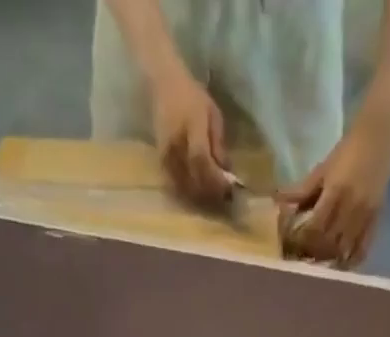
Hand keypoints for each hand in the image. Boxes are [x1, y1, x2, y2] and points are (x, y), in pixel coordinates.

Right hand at [152, 69, 231, 206]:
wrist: (163, 84)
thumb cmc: (192, 96)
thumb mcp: (213, 114)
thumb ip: (219, 144)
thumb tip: (226, 172)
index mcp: (191, 126)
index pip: (201, 161)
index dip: (215, 179)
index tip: (228, 189)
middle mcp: (176, 142)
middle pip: (192, 178)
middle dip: (210, 193)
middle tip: (223, 199)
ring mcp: (166, 153)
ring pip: (183, 186)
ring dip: (199, 197)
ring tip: (212, 199)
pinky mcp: (160, 161)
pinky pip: (174, 185)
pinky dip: (187, 194)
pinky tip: (197, 194)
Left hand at [276, 107, 389, 267]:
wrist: (378, 139)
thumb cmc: (347, 152)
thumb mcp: (322, 169)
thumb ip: (303, 190)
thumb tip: (279, 202)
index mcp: (336, 192)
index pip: (315, 227)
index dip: (302, 240)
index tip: (292, 244)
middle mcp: (351, 208)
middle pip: (328, 242)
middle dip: (313, 252)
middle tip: (302, 256)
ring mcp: (365, 216)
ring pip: (344, 249)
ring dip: (329, 259)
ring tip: (318, 261)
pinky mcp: (375, 221)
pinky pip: (363, 250)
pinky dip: (350, 261)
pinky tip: (340, 265)